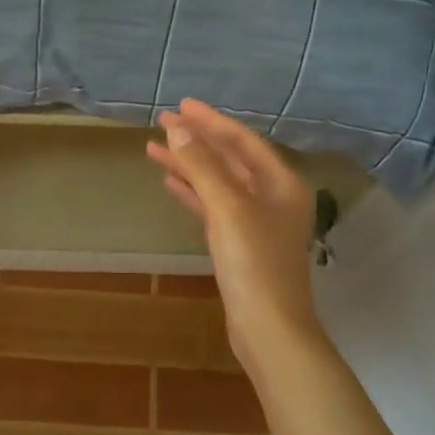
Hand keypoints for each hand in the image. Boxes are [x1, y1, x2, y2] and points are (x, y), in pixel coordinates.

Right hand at [147, 99, 319, 361]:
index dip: (211, 121)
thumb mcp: (228, 208)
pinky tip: (170, 183)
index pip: (242, 140)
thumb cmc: (254, 264)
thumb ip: (203, 167)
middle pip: (230, 158)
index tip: (181, 105)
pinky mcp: (240, 243)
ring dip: (190, 165)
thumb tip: (178, 130)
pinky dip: (193, 192)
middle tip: (162, 121)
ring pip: (218, 182)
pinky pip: (213, 206)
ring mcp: (257, 221)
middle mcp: (273, 196)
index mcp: (280, 182)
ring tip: (154, 149)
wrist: (269, 328)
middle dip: (197, 140)